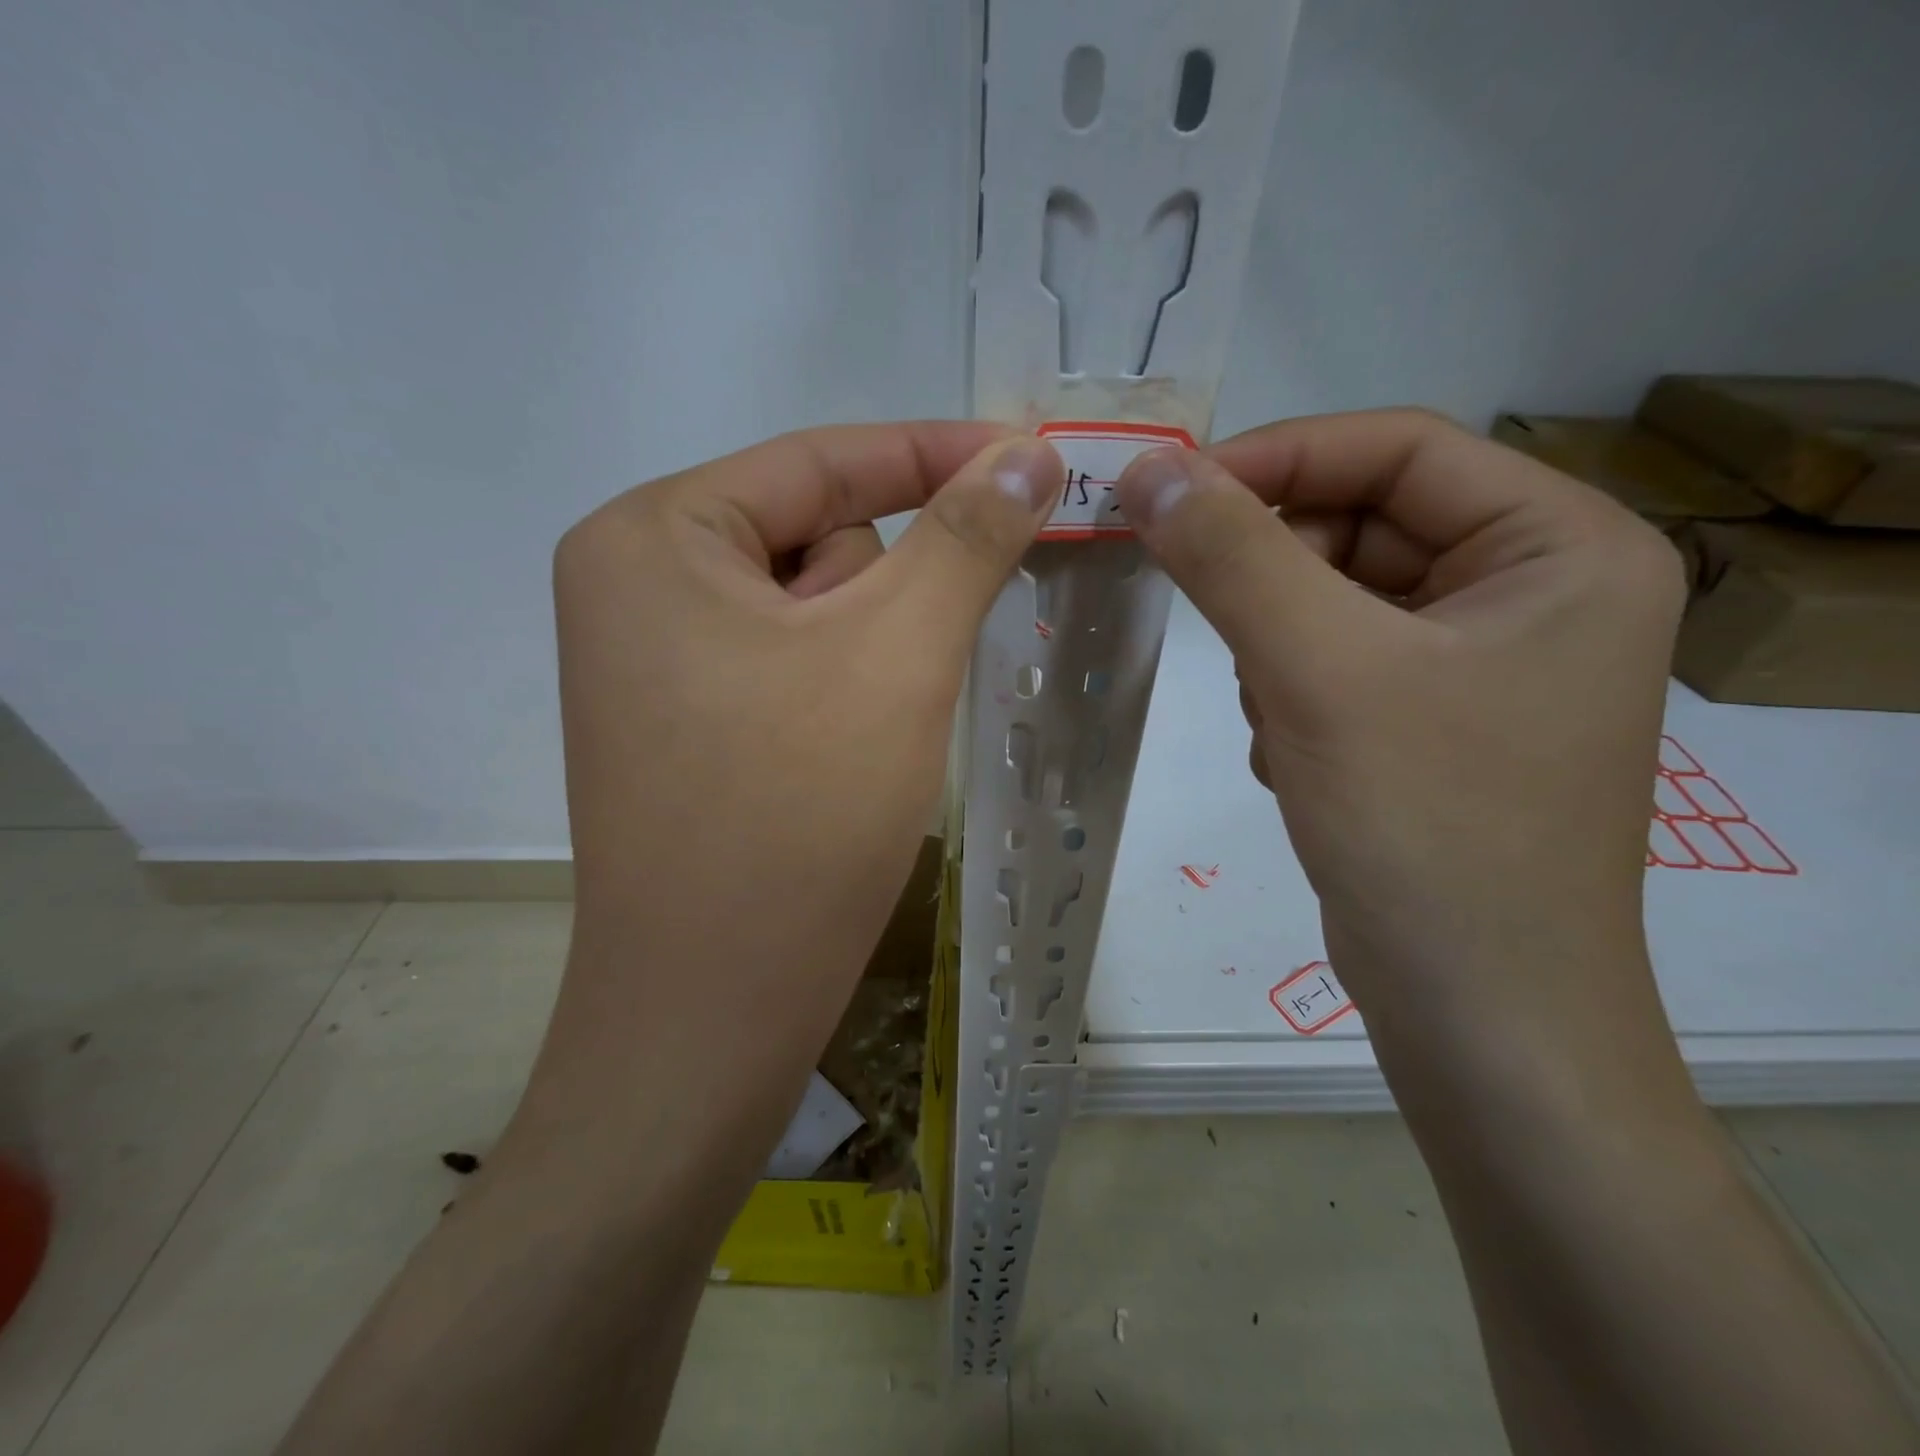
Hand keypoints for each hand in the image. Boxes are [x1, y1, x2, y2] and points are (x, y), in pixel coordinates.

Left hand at [527, 423, 1062, 1174]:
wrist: (715, 1009)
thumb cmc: (797, 812)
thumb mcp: (896, 652)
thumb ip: (966, 536)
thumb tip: (1027, 453)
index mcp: (652, 536)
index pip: (821, 460)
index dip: (935, 452)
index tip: (1030, 455)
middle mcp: (634, 584)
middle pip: (816, 539)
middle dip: (887, 592)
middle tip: (907, 670)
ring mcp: (655, 662)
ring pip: (813, 609)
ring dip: (870, 651)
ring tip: (871, 734)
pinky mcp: (686, 725)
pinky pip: (794, 665)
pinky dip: (846, 689)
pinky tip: (847, 756)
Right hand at [1115, 410, 1687, 1098]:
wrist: (1477, 1015)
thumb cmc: (1426, 829)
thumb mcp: (1318, 672)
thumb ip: (1231, 556)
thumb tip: (1146, 469)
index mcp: (1562, 546)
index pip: (1399, 450)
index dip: (1277, 457)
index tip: (1167, 491)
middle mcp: (1535, 591)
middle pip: (1364, 526)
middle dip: (1275, 575)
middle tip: (1208, 618)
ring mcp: (1483, 662)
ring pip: (1336, 599)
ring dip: (1278, 645)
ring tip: (1277, 718)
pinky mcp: (1433, 721)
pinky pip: (1336, 661)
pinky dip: (1292, 691)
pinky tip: (1298, 758)